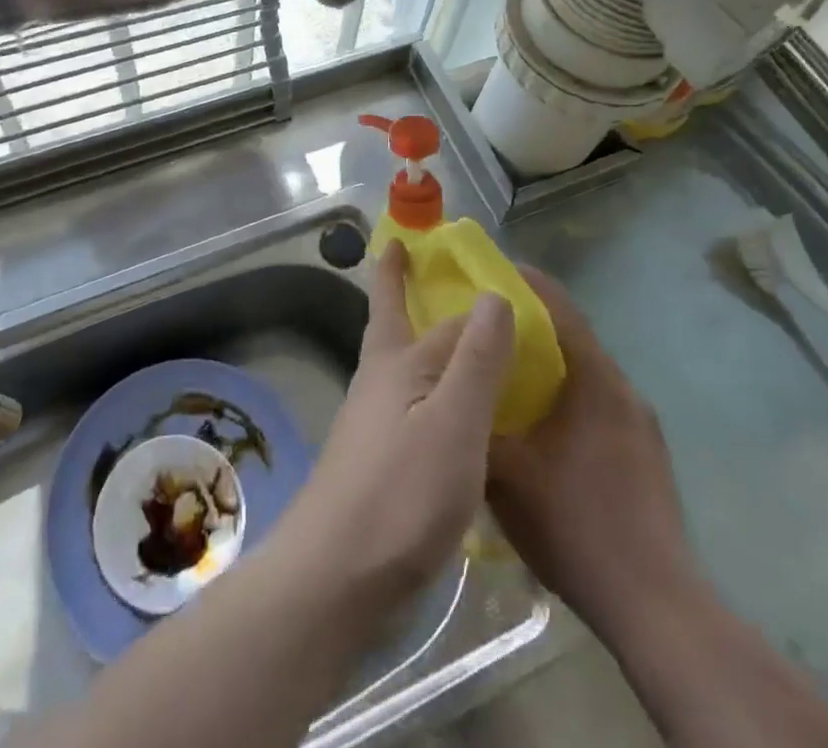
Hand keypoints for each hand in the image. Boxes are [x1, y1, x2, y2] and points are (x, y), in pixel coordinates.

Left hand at [275, 240, 514, 607]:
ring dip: (413, 335)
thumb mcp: (453, 423)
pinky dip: (423, 385)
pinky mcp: (374, 456)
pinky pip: (405, 400)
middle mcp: (379, 380)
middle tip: (403, 254)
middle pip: (392, 322)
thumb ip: (475, 360)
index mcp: (399, 363)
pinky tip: (440, 409)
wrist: (334, 574)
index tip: (454, 253)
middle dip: (396, 286)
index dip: (453, 288)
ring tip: (444, 331)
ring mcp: (371, 419)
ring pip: (397, 361)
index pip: (440, 314)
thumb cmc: (401, 493)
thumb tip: (493, 293)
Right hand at [487, 266, 693, 625]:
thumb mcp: (504, 473)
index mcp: (595, 380)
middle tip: (484, 323)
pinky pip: (599, 403)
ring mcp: (641, 424)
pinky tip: (540, 426)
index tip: (489, 270)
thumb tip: (446, 387)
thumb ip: (474, 419)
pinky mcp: (647, 455)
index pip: (559, 307)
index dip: (525, 282)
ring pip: (586, 373)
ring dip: (549, 363)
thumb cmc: (575, 524)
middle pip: (572, 336)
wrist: (655, 606)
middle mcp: (623, 390)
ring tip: (504, 371)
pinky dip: (566, 395)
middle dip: (529, 324)